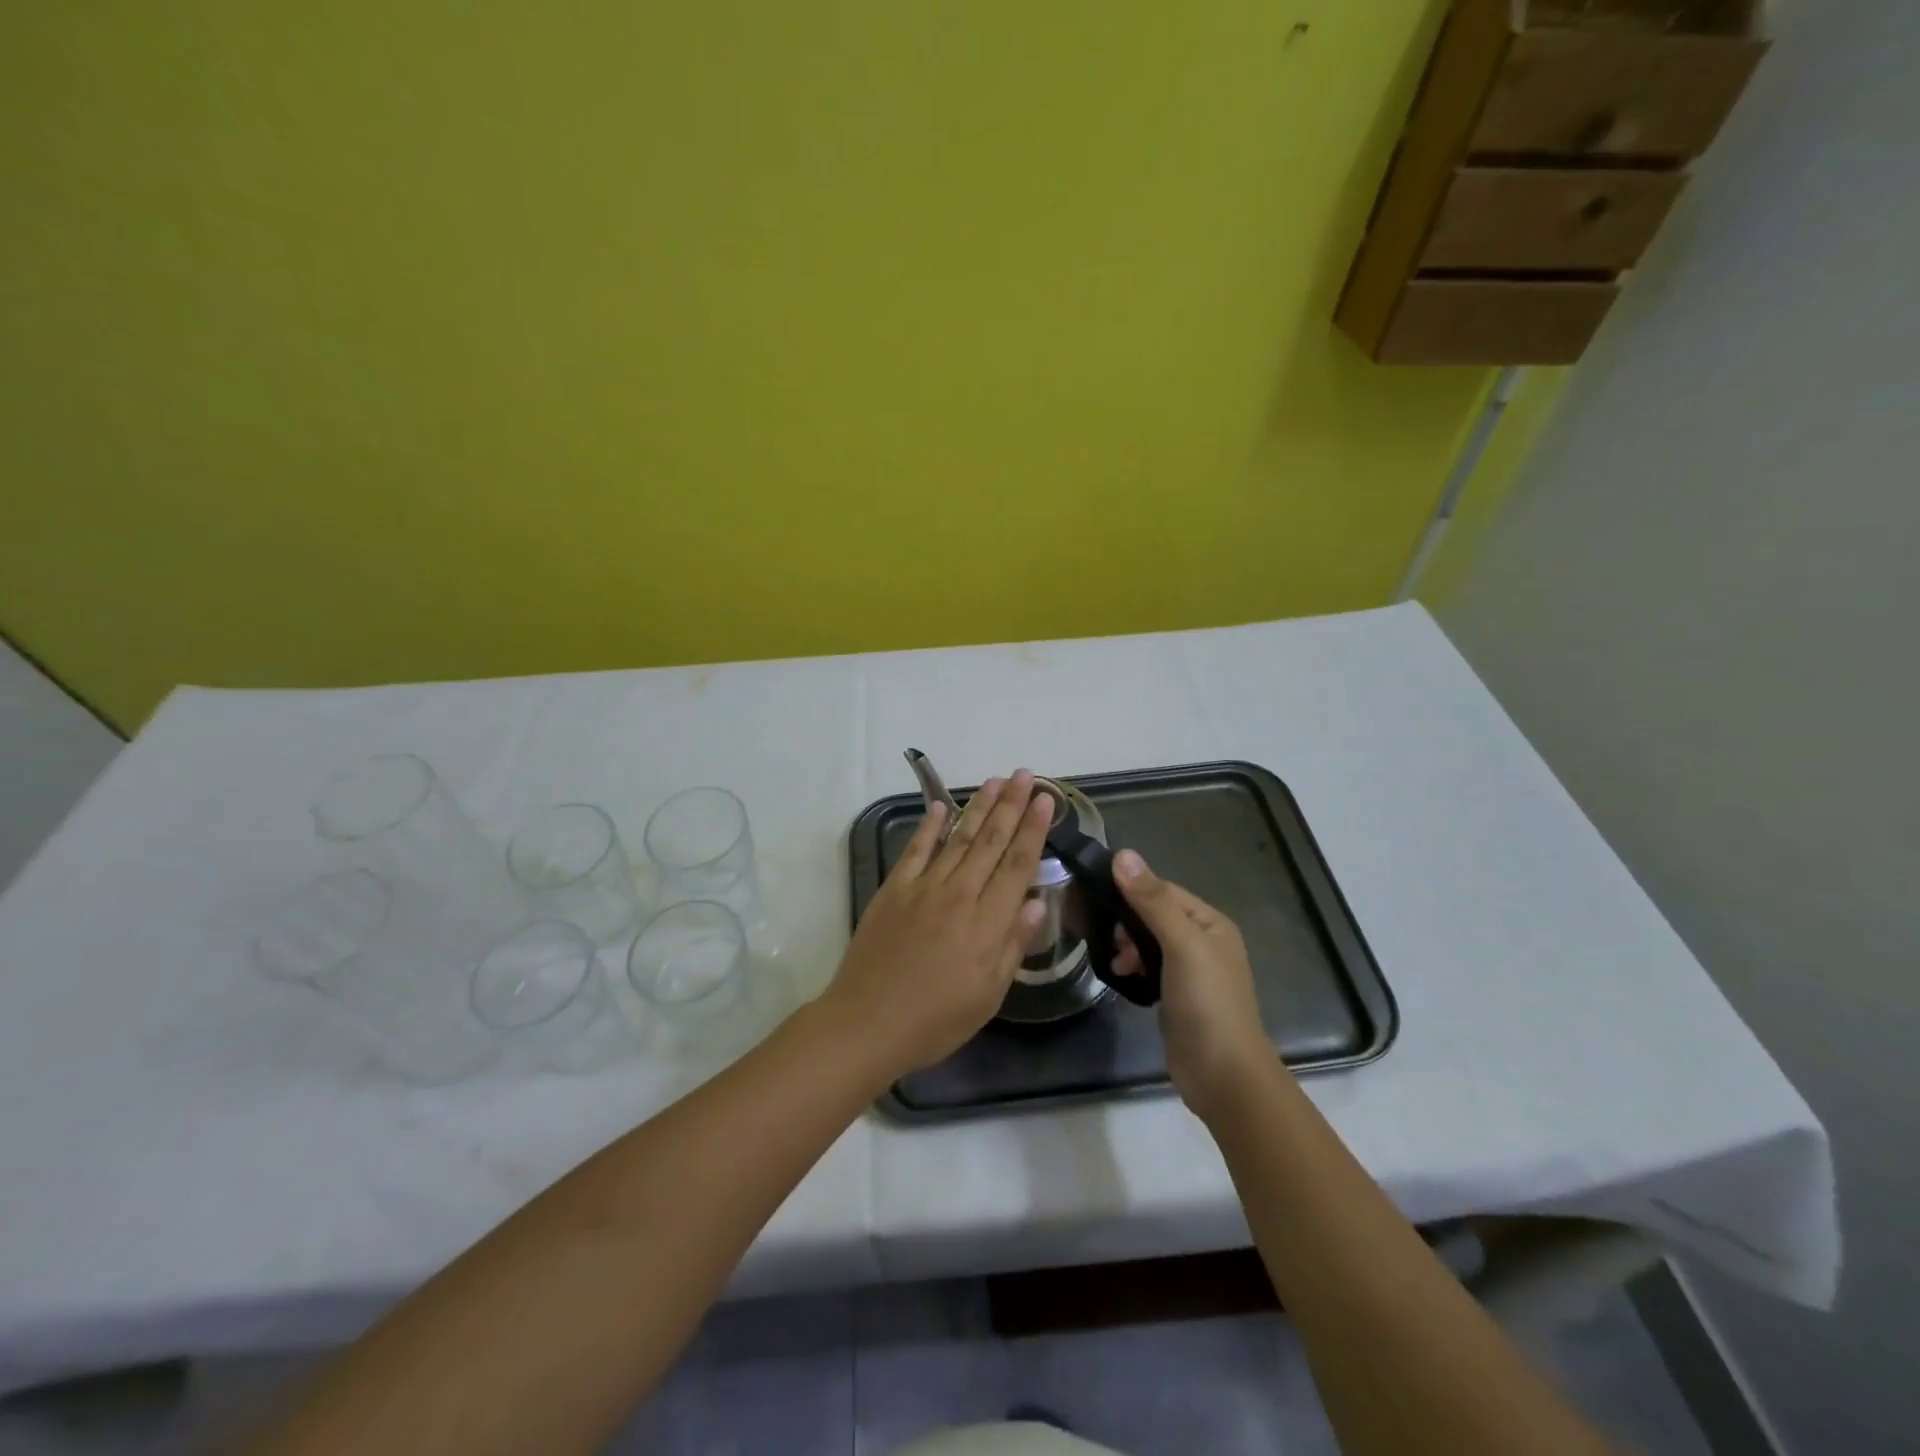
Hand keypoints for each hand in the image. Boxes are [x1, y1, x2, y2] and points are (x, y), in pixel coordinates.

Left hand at [823, 771, 1053, 1080]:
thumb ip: (1014, 944)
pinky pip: (916, 849)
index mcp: (988, 921)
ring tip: (994, 781)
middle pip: (991, 841)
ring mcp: (923, 887)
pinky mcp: (894, 889)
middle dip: (1010, 805)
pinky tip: (940, 806)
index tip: (1045, 800)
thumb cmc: (936, 1019)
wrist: (867, 1022)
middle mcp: (959, 894)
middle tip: (1024, 774)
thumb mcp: (989, 995)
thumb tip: (1038, 901)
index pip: (1018, 864)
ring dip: (978, 806)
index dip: (1034, 829)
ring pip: (958, 837)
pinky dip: (929, 826)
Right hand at [1110, 850, 1277, 1122]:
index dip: (1131, 890)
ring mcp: (1190, 971)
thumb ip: (1152, 901)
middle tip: (1104, 934)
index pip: (1163, 890)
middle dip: (1126, 920)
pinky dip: (1132, 966)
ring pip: (1148, 941)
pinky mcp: (1176, 996)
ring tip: (1113, 959)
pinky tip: (1120, 975)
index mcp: (1211, 923)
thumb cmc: (1207, 1003)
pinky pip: (1148, 967)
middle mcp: (1203, 941)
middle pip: (1154, 914)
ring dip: (1126, 944)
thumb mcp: (1181, 945)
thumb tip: (1123, 854)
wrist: (1223, 1076)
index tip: (1094, 895)